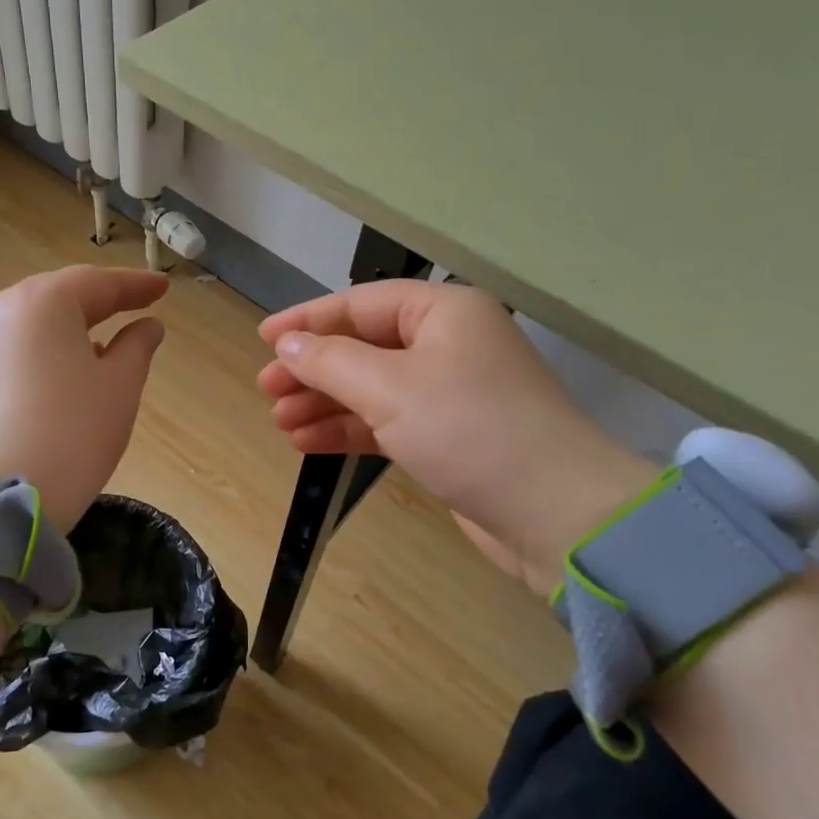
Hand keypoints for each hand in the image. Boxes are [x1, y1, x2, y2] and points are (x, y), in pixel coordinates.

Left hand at [0, 266, 167, 531]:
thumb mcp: (120, 385)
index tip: (163, 288)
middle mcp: (1, 310)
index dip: (135, 285)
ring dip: (72, 324)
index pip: (97, 282)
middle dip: (101, 300)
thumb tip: (147, 326)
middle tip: (137, 304)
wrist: (2, 496)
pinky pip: (16, 345)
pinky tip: (67, 367)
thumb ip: (137, 346)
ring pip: (35, 320)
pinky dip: (46, 347)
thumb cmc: (74, 431)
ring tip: (105, 337)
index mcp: (42, 302)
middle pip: (60, 295)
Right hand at [258, 281, 654, 589]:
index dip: (308, 320)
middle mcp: (448, 343)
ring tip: (280, 422)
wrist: (555, 515)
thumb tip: (287, 345)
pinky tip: (309, 442)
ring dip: (326, 403)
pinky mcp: (448, 437)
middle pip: (364, 347)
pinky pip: (387, 422)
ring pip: (372, 388)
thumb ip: (331, 361)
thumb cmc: (469, 430)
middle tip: (267, 390)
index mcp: (443, 312)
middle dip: (314, 369)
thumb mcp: (390, 388)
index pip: (360, 304)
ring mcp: (449, 392)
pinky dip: (350, 429)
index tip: (263, 340)